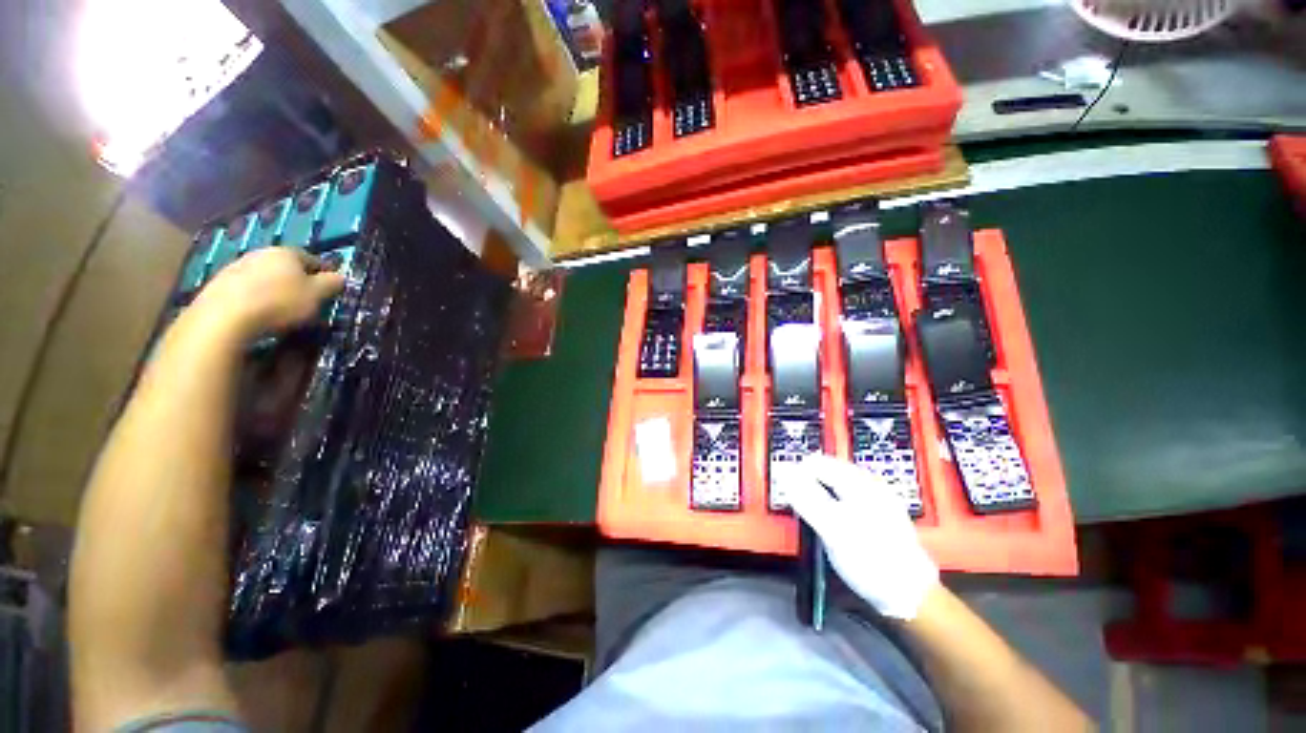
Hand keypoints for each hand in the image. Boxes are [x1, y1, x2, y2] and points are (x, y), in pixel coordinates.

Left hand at [192, 248, 345, 338]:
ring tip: (281, 310)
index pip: (314, 259)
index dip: (325, 275)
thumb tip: (340, 277)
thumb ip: (332, 283)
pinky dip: (255, 298)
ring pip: (264, 277)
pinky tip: (258, 313)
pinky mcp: (218, 284)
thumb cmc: (280, 302)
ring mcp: (236, 267)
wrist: (224, 317)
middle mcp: (261, 253)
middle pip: (286, 267)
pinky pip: (246, 289)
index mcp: (287, 252)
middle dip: (297, 281)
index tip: (331, 291)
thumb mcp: (318, 295)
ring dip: (274, 289)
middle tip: (306, 301)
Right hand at [788, 455, 938, 620]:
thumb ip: (806, 497)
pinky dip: (833, 509)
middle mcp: (870, 485)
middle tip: (803, 514)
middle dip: (809, 488)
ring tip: (817, 524)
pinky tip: (834, 528)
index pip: (816, 463)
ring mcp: (877, 501)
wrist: (911, 598)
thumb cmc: (871, 560)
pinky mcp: (880, 517)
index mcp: (860, 482)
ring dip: (820, 499)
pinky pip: (846, 501)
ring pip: (835, 488)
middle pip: (826, 473)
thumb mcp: (832, 528)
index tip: (790, 500)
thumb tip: (783, 471)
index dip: (797, 477)